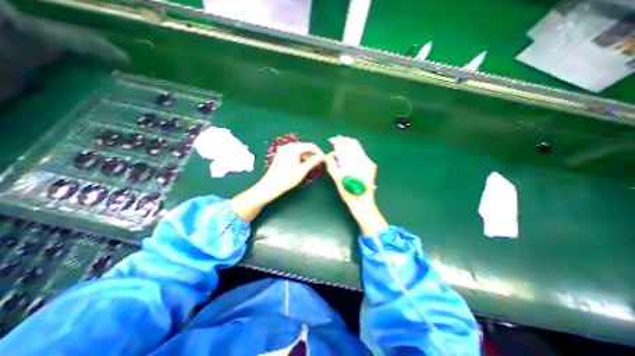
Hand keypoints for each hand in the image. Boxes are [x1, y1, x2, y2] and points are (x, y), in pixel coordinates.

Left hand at [258, 143, 324, 196]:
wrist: (270, 186)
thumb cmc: (287, 178)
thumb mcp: (302, 170)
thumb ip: (313, 162)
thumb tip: (321, 157)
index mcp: (294, 148)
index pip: (311, 146)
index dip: (319, 152)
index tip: (324, 159)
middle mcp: (288, 146)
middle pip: (305, 147)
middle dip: (313, 154)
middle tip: (319, 163)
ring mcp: (283, 150)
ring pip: (299, 150)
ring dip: (307, 156)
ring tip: (312, 165)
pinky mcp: (281, 155)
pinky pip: (294, 153)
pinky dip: (300, 158)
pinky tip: (303, 165)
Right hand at [324, 136, 388, 235]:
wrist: (363, 206)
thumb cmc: (351, 194)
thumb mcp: (338, 179)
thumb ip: (332, 165)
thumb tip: (328, 156)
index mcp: (362, 162)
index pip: (352, 144)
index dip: (340, 141)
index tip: (331, 141)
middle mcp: (367, 161)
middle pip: (354, 147)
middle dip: (342, 146)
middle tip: (332, 149)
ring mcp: (369, 166)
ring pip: (355, 153)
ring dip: (345, 152)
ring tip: (335, 156)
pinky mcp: (368, 171)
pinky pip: (357, 159)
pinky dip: (349, 158)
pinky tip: (342, 162)